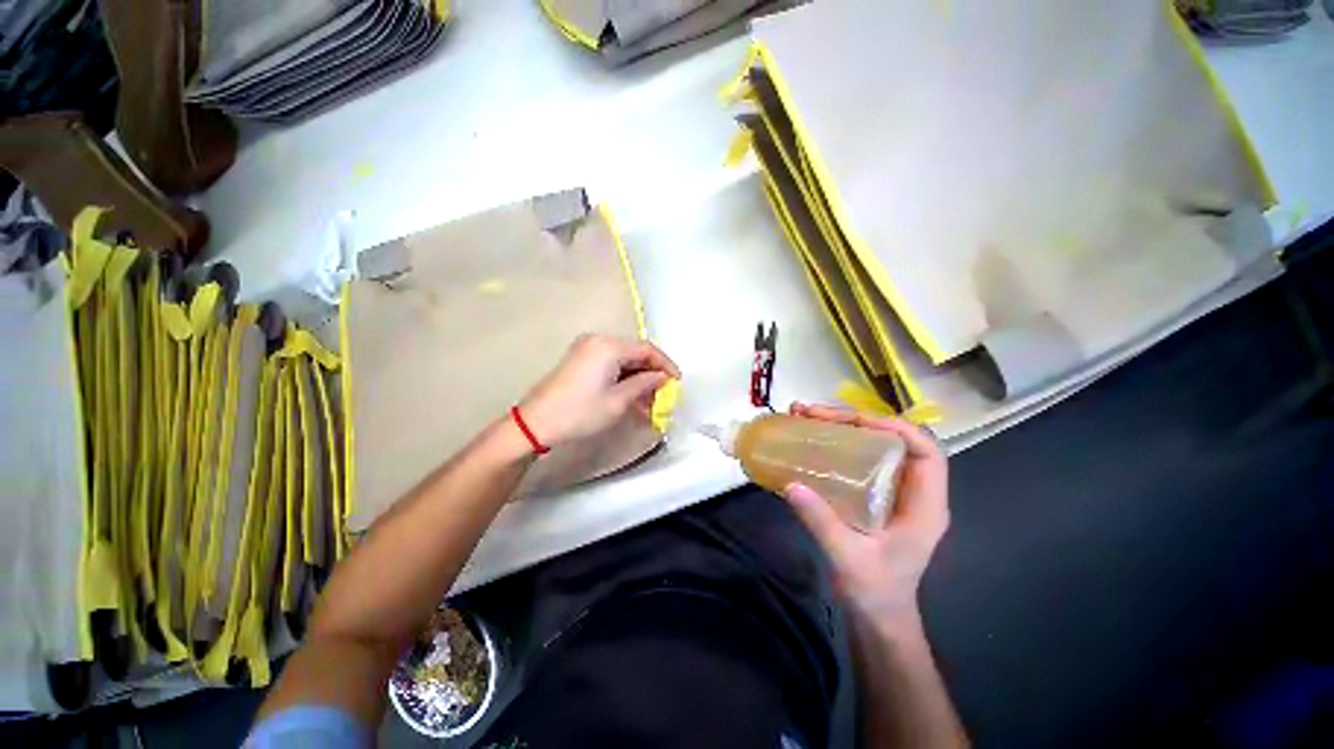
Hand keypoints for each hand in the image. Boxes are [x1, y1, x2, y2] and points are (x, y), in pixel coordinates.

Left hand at [519, 334, 679, 447]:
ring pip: (623, 360)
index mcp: (609, 346)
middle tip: (662, 395)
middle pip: (635, 353)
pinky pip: (609, 364)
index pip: (647, 349)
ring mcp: (586, 349)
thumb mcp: (619, 401)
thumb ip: (645, 384)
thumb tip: (662, 378)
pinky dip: (622, 378)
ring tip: (647, 402)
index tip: (677, 383)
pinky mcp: (579, 359)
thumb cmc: (580, 412)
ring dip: (637, 378)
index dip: (665, 365)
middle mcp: (598, 340)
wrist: (536, 423)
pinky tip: (630, 396)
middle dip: (651, 374)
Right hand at [783, 403, 949, 632]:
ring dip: (841, 427)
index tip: (852, 421)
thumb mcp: (849, 558)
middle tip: (813, 414)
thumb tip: (791, 483)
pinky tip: (810, 439)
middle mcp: (912, 491)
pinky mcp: (873, 493)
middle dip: (854, 420)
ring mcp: (893, 491)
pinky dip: (835, 443)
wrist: (878, 617)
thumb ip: (822, 521)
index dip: (893, 428)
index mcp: (924, 505)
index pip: (925, 451)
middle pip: (893, 439)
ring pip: (873, 444)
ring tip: (804, 417)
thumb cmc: (876, 593)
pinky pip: (858, 458)